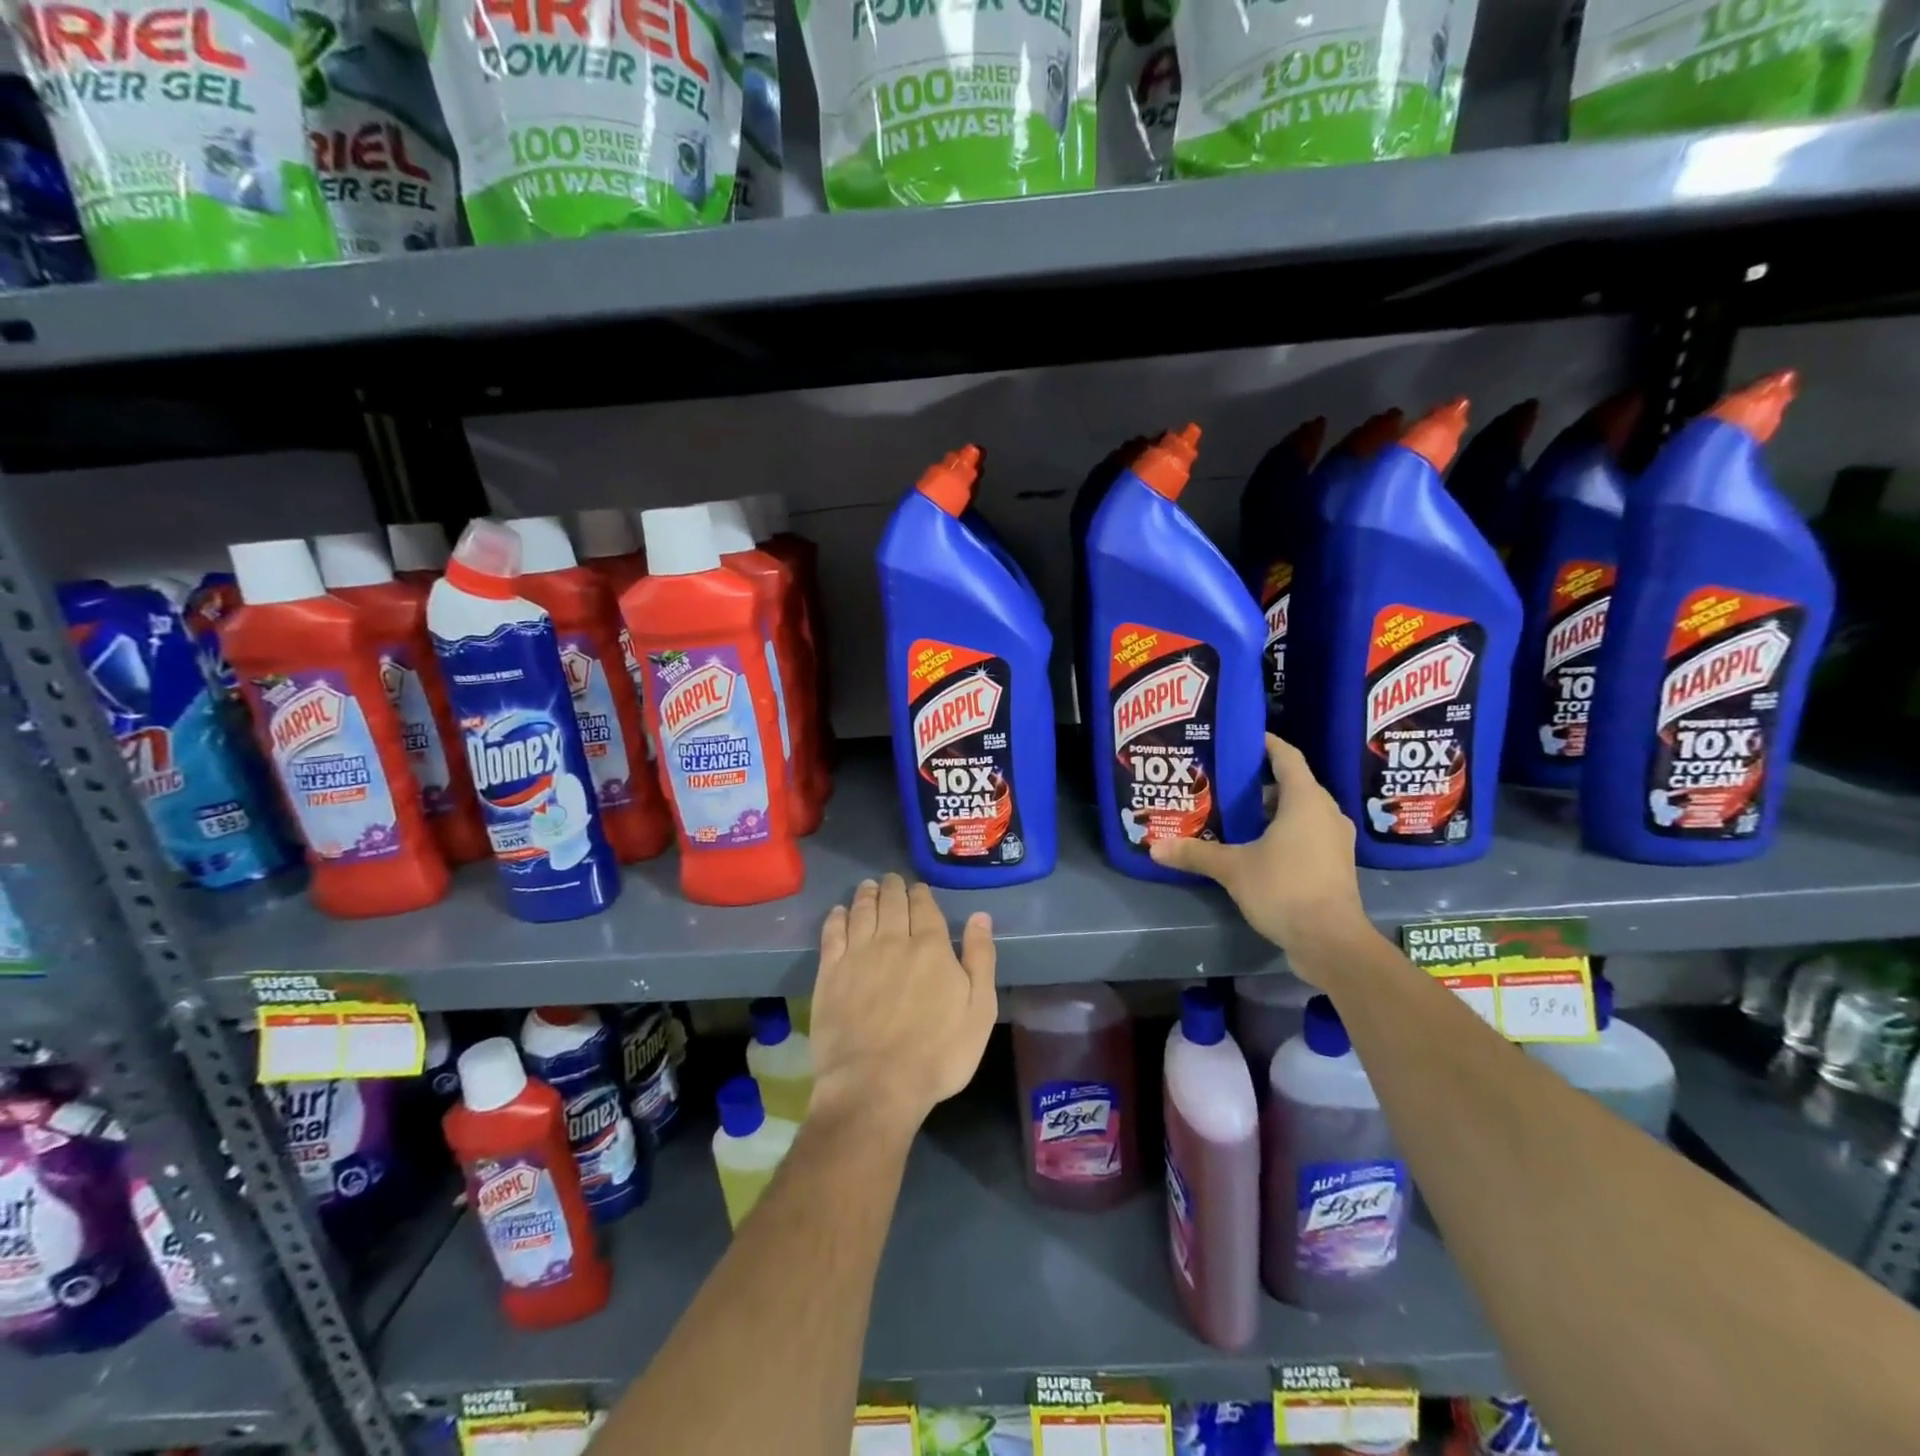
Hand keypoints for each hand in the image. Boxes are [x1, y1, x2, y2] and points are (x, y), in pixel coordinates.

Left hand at [809, 874, 997, 1134]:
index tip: (918, 888)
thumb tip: (980, 917)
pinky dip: (837, 917)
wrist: (876, 1085)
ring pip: (862, 911)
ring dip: (867, 895)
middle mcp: (893, 940)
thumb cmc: (938, 1054)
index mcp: (931, 947)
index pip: (925, 907)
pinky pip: (832, 934)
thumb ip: (980, 959)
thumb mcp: (979, 1011)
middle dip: (893, 888)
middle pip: (892, 903)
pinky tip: (839, 912)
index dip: (921, 894)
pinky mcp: (830, 973)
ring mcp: (858, 955)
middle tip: (892, 880)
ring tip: (868, 886)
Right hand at [1149, 734, 1371, 984]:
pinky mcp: (1336, 864)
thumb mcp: (1233, 869)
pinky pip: (1308, 833)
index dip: (1266, 743)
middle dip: (1260, 781)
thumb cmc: (1284, 889)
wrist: (1331, 941)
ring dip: (1272, 810)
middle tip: (1225, 781)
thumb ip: (1195, 854)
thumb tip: (1154, 847)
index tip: (1241, 738)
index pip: (1286, 757)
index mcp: (1305, 800)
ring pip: (1301, 811)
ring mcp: (1335, 840)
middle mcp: (1326, 812)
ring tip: (1236, 814)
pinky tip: (1258, 846)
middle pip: (1293, 784)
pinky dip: (1285, 832)